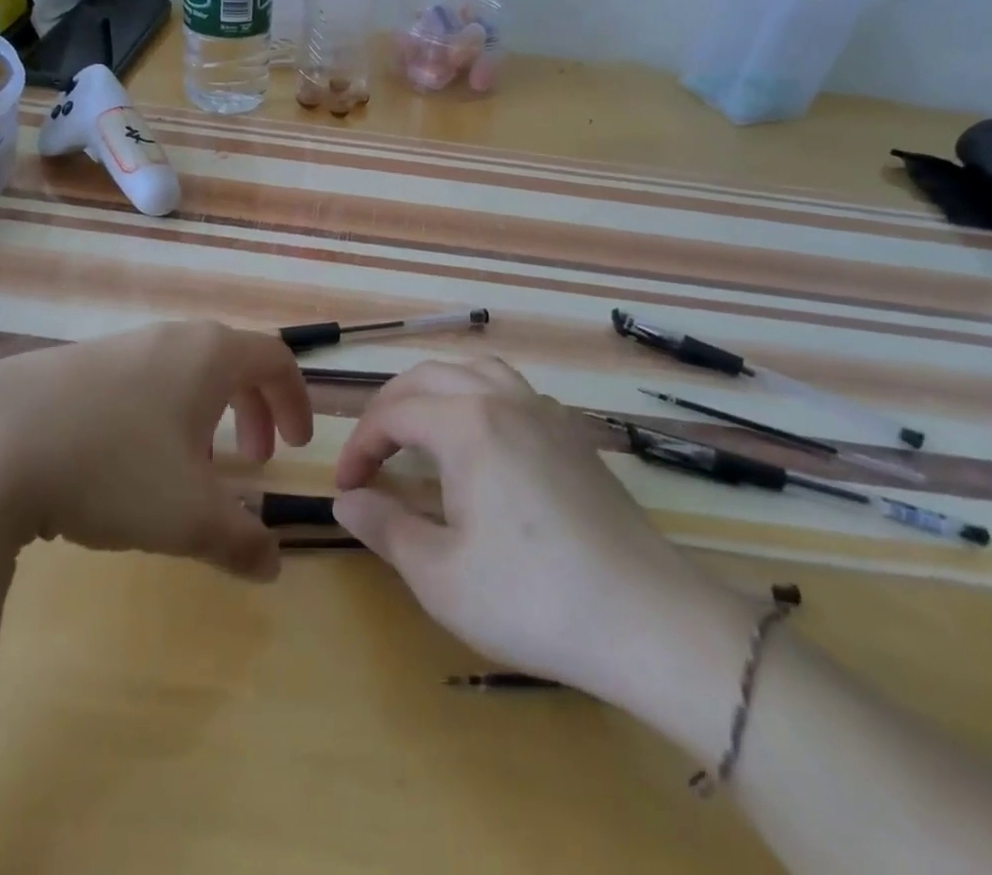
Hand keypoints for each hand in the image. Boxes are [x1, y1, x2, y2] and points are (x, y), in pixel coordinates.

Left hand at [0, 321, 312, 582]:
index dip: (295, 401)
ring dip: (201, 417)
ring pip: (180, 375)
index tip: (296, 445)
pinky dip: (156, 418)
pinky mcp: (70, 368)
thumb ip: (241, 541)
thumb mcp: (188, 517)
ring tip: (187, 471)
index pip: (275, 359)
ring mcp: (115, 348)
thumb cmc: (112, 467)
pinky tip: (122, 468)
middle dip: (252, 409)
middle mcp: (168, 339)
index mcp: (209, 355)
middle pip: (230, 362)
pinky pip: (137, 385)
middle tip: (252, 459)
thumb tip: (273, 565)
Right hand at [332, 358, 747, 717]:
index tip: (345, 487)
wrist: (646, 618)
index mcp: (467, 423)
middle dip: (390, 407)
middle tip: (370, 452)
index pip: (394, 413)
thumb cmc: (532, 598)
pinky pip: (512, 391)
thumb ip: (385, 526)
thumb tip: (345, 499)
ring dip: (436, 392)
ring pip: (476, 372)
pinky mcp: (574, 434)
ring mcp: (546, 412)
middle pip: (430, 377)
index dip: (360, 445)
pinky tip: (482, 443)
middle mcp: (504, 399)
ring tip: (419, 432)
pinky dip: (478, 399)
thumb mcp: (440, 574)